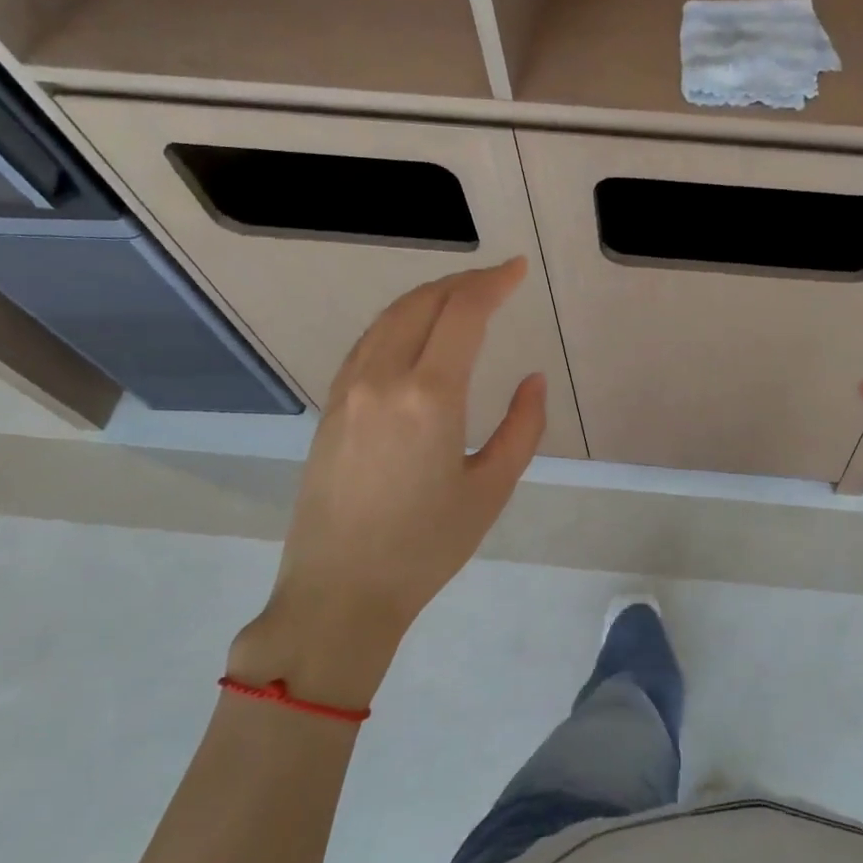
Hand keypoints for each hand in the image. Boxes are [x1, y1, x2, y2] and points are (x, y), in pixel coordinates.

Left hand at [228, 260, 546, 707]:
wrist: (340, 592)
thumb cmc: (427, 546)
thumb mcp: (492, 488)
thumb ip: (522, 426)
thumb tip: (532, 379)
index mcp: (430, 396)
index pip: (462, 313)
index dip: (493, 283)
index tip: (518, 270)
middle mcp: (383, 378)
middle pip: (422, 303)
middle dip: (463, 282)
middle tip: (497, 279)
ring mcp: (349, 390)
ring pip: (389, 318)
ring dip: (429, 297)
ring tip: (462, 296)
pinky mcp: (331, 408)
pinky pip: (368, 343)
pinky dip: (399, 321)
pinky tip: (417, 332)